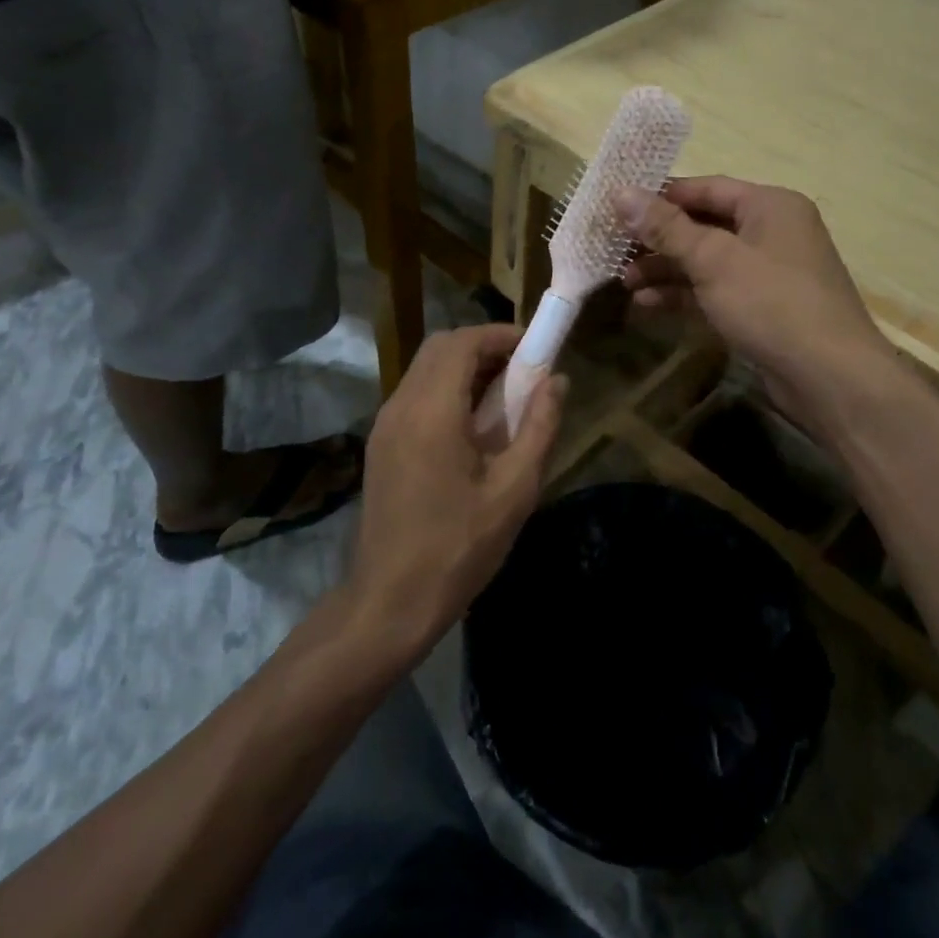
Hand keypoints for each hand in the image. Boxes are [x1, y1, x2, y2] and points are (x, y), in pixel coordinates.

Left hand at [348, 324, 565, 652]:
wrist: (388, 602)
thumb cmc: (458, 549)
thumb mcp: (514, 490)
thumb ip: (539, 427)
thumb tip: (558, 381)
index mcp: (432, 411)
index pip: (463, 342)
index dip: (500, 335)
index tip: (535, 348)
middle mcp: (401, 406)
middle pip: (441, 347)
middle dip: (484, 347)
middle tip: (522, 372)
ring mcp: (385, 425)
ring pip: (425, 369)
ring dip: (464, 368)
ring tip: (503, 400)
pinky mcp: (381, 444)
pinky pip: (415, 394)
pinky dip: (446, 390)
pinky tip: (472, 428)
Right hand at [616, 177, 895, 428]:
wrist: (830, 378)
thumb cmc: (772, 303)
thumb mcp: (713, 259)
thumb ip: (666, 227)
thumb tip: (621, 191)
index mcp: (770, 206)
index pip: (706, 188)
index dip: (660, 196)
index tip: (617, 206)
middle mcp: (772, 232)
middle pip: (704, 225)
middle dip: (658, 239)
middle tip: (614, 249)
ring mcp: (769, 273)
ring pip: (707, 261)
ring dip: (667, 269)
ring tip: (625, 281)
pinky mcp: (763, 309)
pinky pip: (716, 290)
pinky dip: (685, 295)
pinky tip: (649, 304)